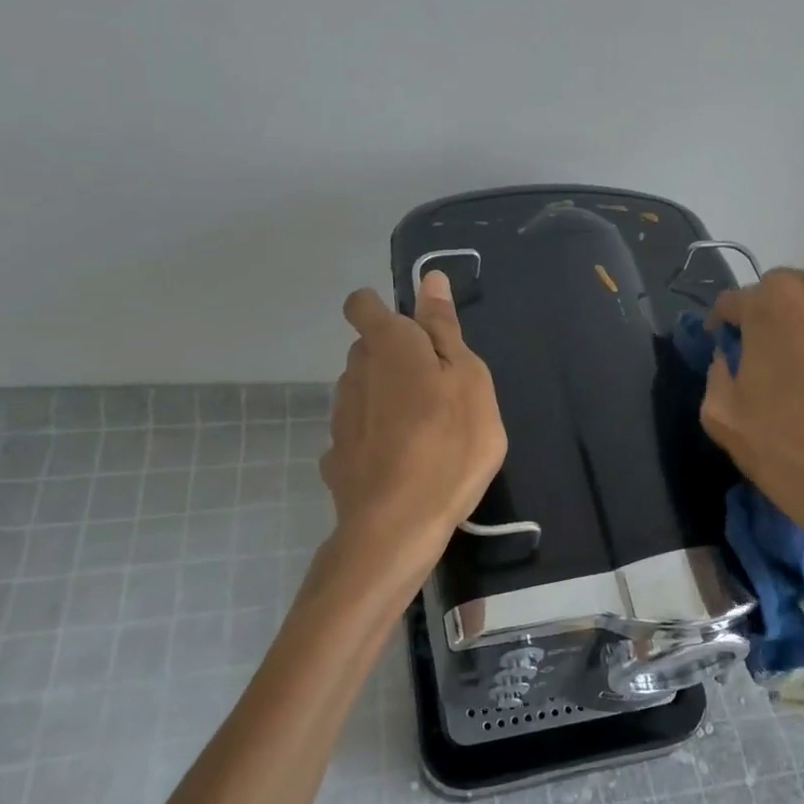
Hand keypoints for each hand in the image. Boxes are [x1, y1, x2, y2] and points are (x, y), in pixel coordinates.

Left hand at [318, 271, 507, 595]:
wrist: (398, 524)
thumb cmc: (450, 441)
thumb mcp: (468, 378)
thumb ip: (444, 328)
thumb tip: (429, 280)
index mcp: (388, 344)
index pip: (363, 304)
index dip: (381, 307)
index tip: (414, 330)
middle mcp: (354, 372)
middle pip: (369, 350)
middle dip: (397, 357)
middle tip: (439, 389)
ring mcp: (340, 417)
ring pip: (364, 391)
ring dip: (388, 398)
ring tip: (426, 431)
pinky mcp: (336, 457)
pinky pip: (360, 433)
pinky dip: (377, 438)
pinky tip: (400, 464)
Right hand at [701, 269, 803, 599]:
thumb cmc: (793, 455)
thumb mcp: (723, 418)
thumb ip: (717, 373)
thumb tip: (730, 359)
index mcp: (777, 301)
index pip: (736, 301)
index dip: (726, 326)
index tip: (726, 349)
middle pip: (788, 297)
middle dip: (773, 323)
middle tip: (771, 365)